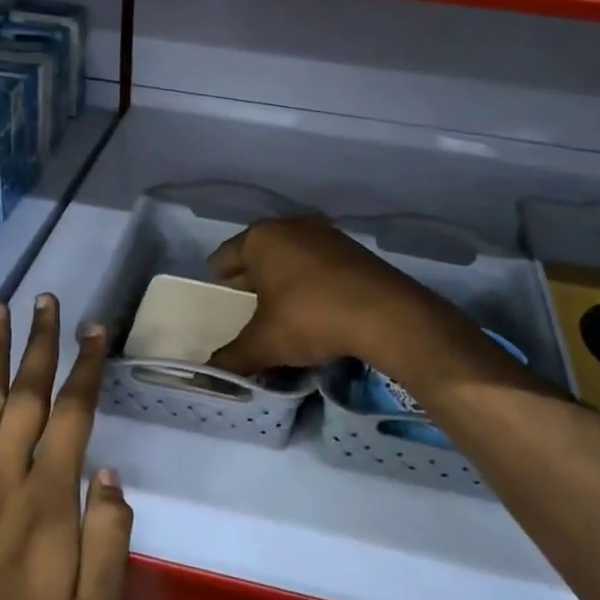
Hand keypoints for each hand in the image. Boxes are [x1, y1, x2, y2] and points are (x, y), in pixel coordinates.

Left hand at [0, 295, 133, 599]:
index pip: (73, 414)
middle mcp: (5, 475)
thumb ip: (110, 532)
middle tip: (47, 300)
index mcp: (49, 497)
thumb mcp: (97, 598)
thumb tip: (106, 472)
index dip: (86, 368)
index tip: (95, 331)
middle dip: (41, 343)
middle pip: (29, 395)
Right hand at [206, 217, 451, 374]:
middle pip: (258, 254)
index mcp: (260, 239)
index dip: (218, 282)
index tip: (219, 301)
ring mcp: (326, 234)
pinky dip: (310, 281)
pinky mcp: (353, 249)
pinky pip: (318, 263)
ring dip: (283, 279)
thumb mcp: (265, 344)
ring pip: (290, 256)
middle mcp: (291, 226)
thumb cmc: (311, 318)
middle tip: (246, 310)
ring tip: (281, 310)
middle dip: (251, 280)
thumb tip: (212, 372)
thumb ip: (233, 357)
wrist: (387, 314)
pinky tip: (315, 307)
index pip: (223, 257)